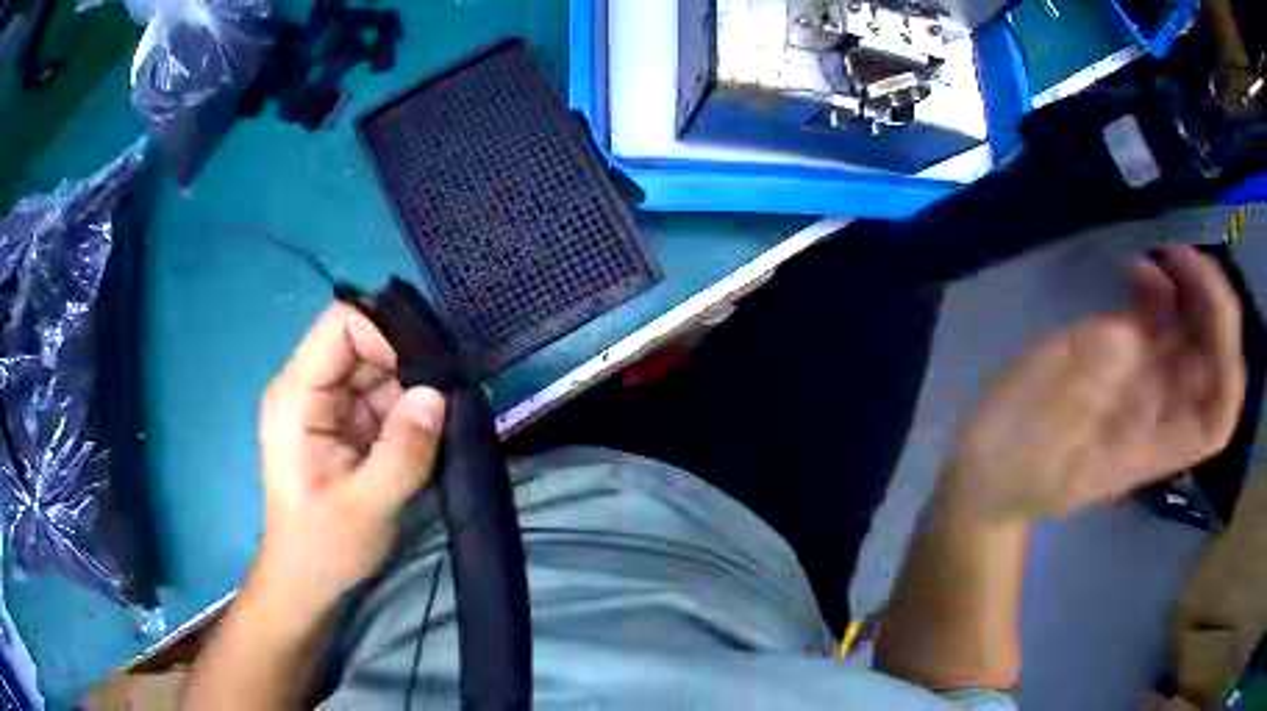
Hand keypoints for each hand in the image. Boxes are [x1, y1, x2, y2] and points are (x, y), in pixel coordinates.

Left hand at [254, 303, 445, 612]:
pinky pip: (386, 395)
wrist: (307, 580)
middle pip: (364, 342)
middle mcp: (310, 388)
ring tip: (445, 421)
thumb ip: (403, 452)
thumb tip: (438, 395)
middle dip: (408, 363)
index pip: (340, 325)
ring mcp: (330, 404)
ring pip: (381, 367)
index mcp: (297, 396)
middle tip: (448, 398)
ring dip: (415, 388)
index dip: (385, 333)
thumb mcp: (367, 507)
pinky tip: (433, 432)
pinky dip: (413, 409)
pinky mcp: (348, 423)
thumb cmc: (324, 547)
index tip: (426, 373)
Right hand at [943, 245, 1244, 522]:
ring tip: (1165, 252)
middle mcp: (1159, 413)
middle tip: (1184, 254)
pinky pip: (1160, 326)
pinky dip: (1161, 292)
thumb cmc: (1013, 459)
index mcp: (1151, 443)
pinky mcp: (1123, 363)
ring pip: (1193, 338)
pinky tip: (1141, 269)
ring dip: (1191, 291)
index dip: (1228, 360)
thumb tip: (1134, 328)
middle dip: (1213, 305)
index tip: (1211, 305)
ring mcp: (1144, 386)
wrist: (988, 476)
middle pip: (1214, 365)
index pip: (1218, 415)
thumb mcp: (1048, 421)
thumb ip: (1095, 375)